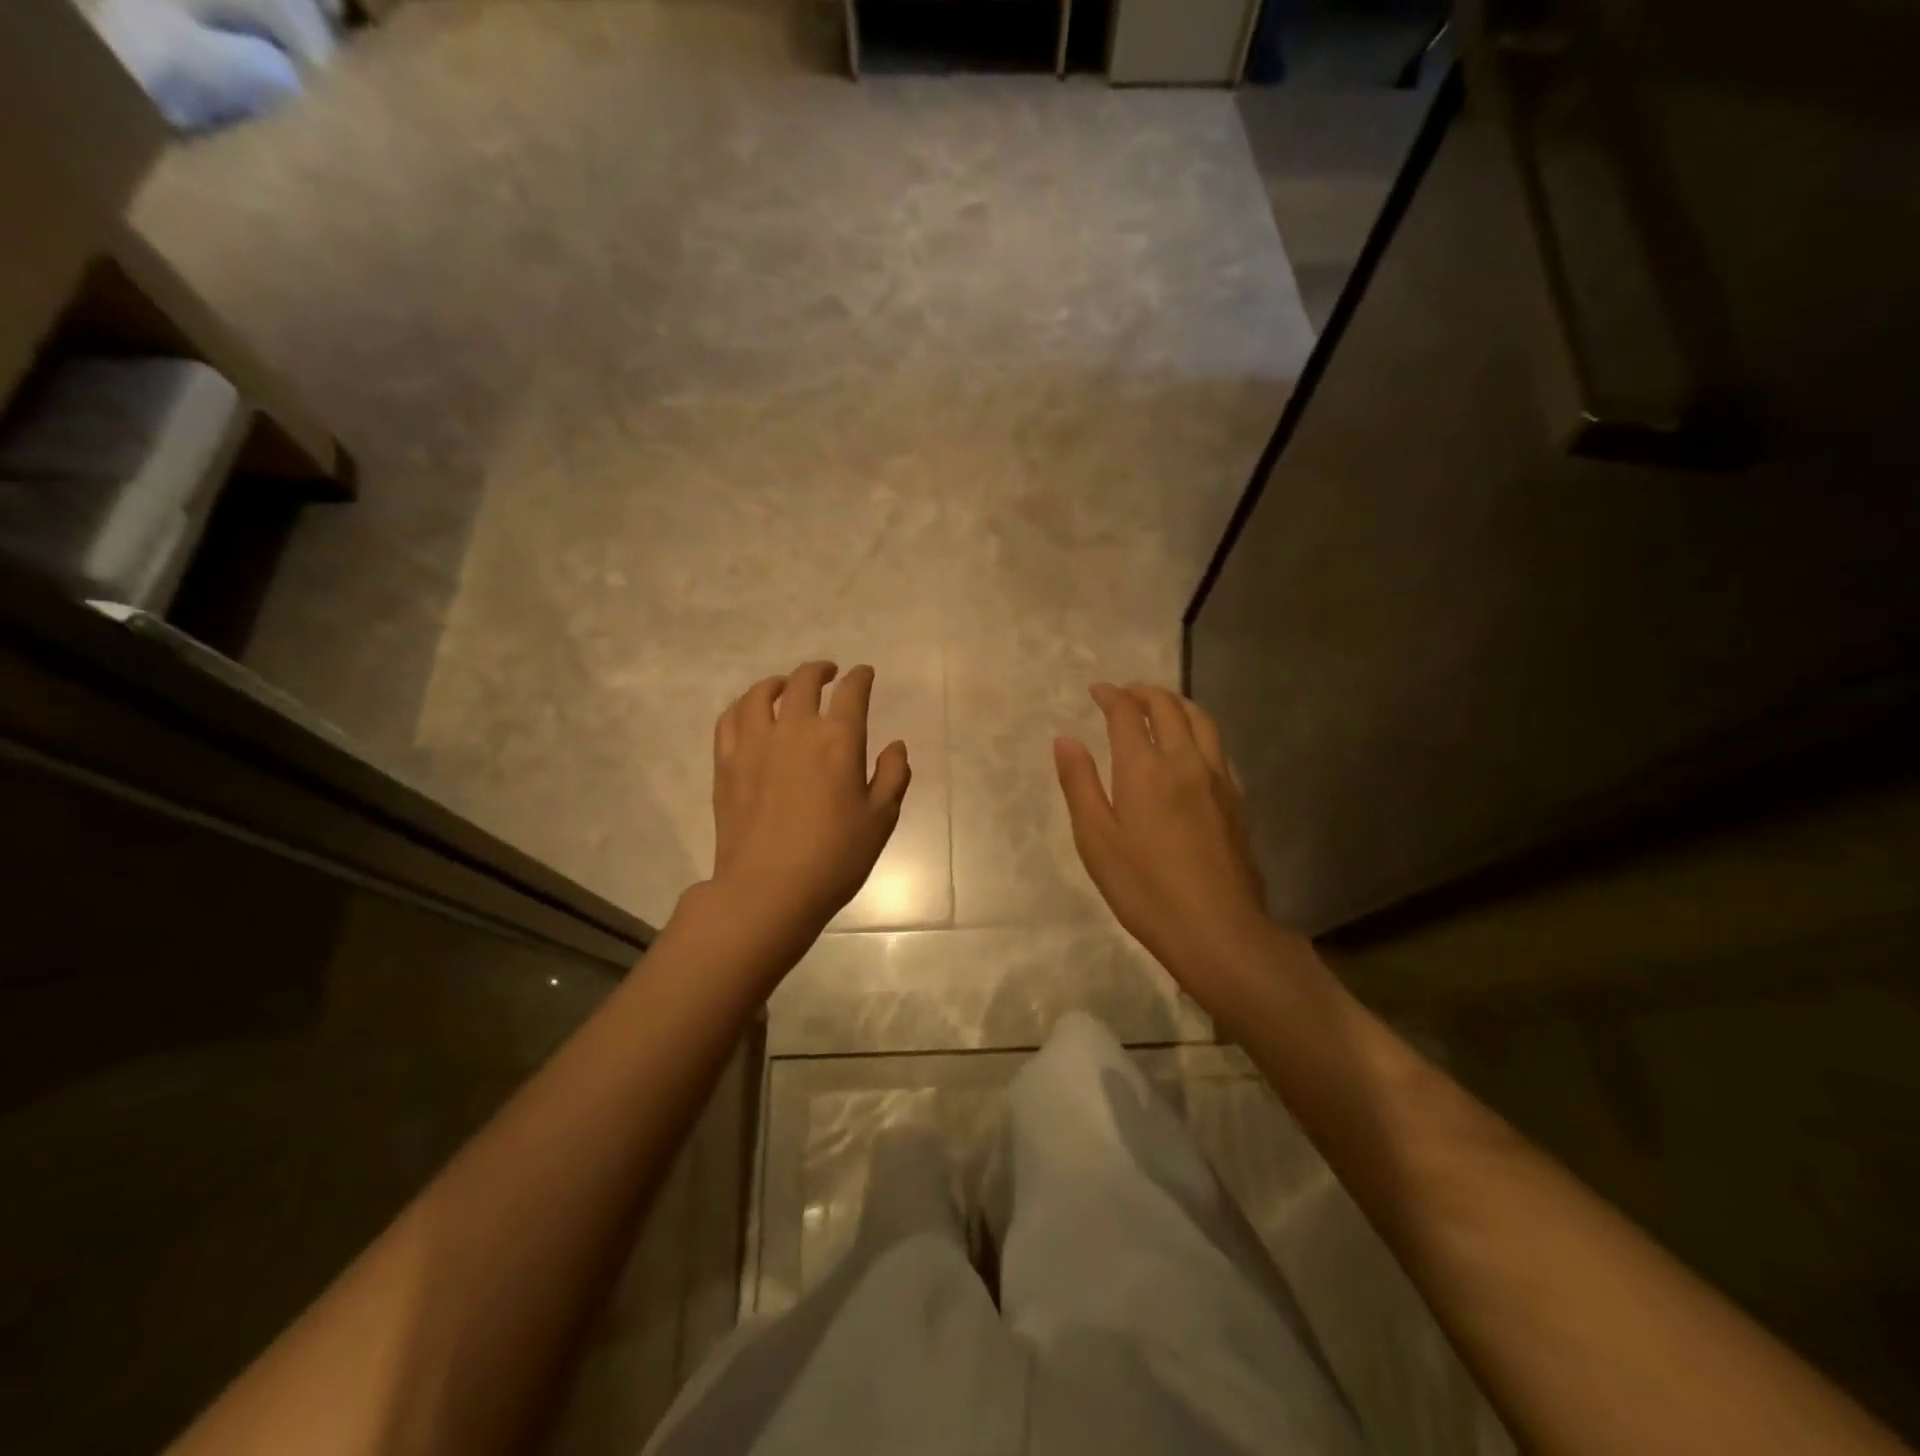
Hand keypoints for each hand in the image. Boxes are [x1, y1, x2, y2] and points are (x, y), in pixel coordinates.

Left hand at [703, 661, 910, 953]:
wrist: (768, 890)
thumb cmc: (834, 858)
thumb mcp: (881, 820)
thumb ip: (893, 776)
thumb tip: (895, 746)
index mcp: (838, 740)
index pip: (852, 692)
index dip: (861, 677)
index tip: (864, 674)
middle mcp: (795, 730)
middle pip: (804, 682)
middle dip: (820, 671)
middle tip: (828, 674)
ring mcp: (754, 744)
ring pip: (761, 694)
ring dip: (778, 682)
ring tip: (786, 687)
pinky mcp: (726, 763)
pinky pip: (730, 719)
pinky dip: (743, 706)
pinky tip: (750, 712)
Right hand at [1055, 683, 1274, 1004]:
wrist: (1218, 929)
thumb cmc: (1145, 888)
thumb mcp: (1095, 840)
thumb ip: (1079, 784)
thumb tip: (1066, 739)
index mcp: (1145, 769)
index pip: (1127, 714)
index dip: (1111, 696)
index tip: (1098, 690)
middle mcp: (1185, 762)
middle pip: (1168, 708)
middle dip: (1144, 693)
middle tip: (1126, 692)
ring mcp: (1218, 779)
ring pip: (1201, 721)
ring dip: (1177, 704)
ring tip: (1161, 706)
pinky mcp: (1237, 800)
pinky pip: (1219, 747)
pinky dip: (1200, 731)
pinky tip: (1194, 747)